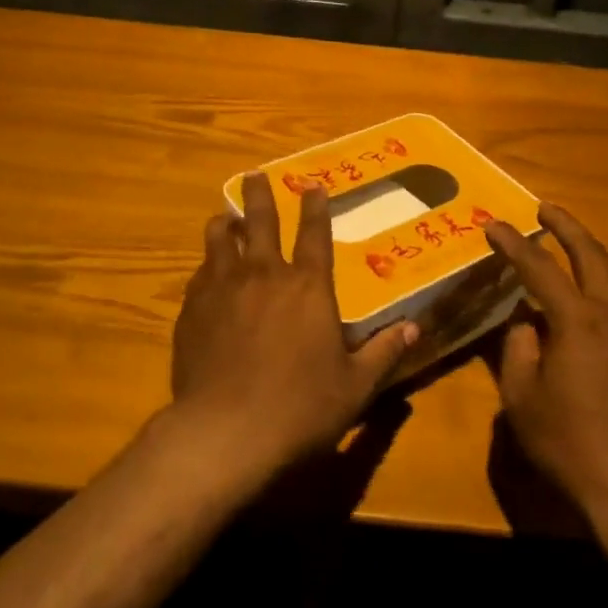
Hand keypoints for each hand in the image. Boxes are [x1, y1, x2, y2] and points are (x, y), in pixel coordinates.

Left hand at [169, 171, 417, 476]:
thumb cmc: (301, 408)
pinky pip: (200, 274)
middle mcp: (265, 275)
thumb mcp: (355, 386)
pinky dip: (207, 265)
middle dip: (259, 194)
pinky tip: (206, 272)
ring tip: (225, 217)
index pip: (315, 234)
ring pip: (220, 240)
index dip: (316, 207)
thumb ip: (384, 353)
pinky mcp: (192, 309)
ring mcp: (223, 288)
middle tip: (254, 175)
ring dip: (225, 224)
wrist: (225, 432)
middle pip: (261, 221)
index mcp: (308, 287)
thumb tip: (414, 329)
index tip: (313, 185)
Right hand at [484, 205, 607, 523]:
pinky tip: (592, 312)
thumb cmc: (568, 443)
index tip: (493, 225)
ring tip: (569, 250)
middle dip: (567, 228)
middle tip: (545, 209)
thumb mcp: (522, 397)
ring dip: (590, 258)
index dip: (513, 244)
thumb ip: (518, 348)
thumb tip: (525, 321)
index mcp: (579, 322)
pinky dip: (606, 296)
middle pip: (593, 256)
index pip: (540, 268)